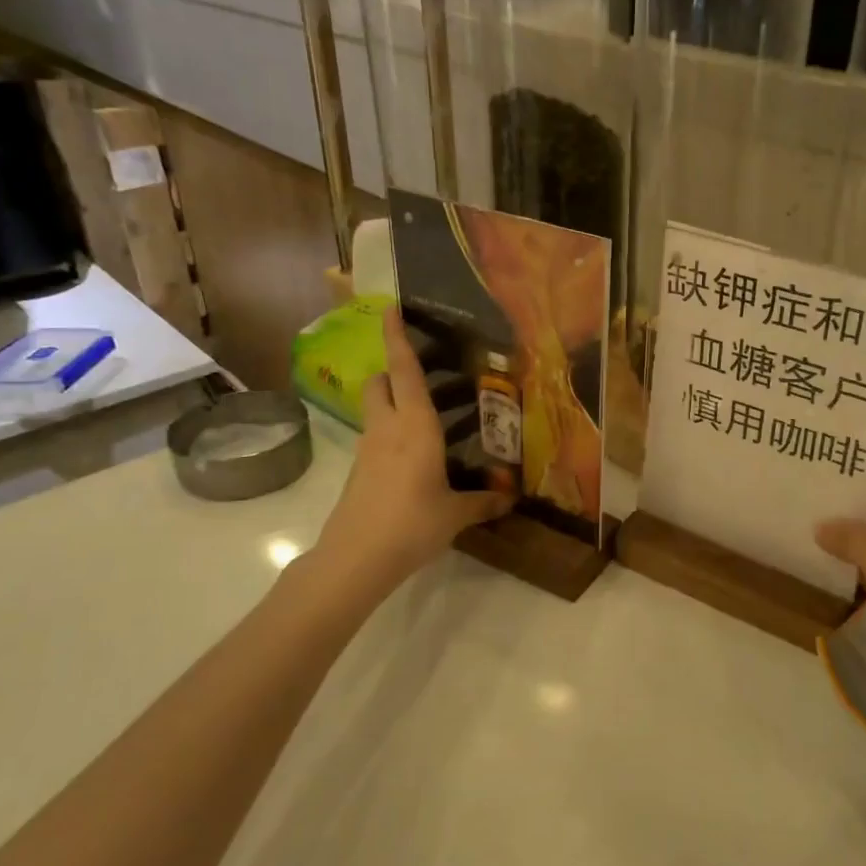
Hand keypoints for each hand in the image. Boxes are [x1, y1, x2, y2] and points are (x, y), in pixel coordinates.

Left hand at [313, 309, 509, 586]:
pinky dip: (392, 432)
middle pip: (381, 381)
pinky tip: (417, 455)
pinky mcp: (360, 469)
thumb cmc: (411, 523)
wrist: (356, 558)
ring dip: (395, 401)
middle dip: (396, 370)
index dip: (397, 337)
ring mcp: (369, 448)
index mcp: (415, 426)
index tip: (392, 308)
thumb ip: (483, 501)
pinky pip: (376, 436)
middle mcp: (388, 428)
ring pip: (376, 408)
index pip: (404, 370)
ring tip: (430, 416)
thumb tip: (510, 499)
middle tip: (427, 376)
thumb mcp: (455, 513)